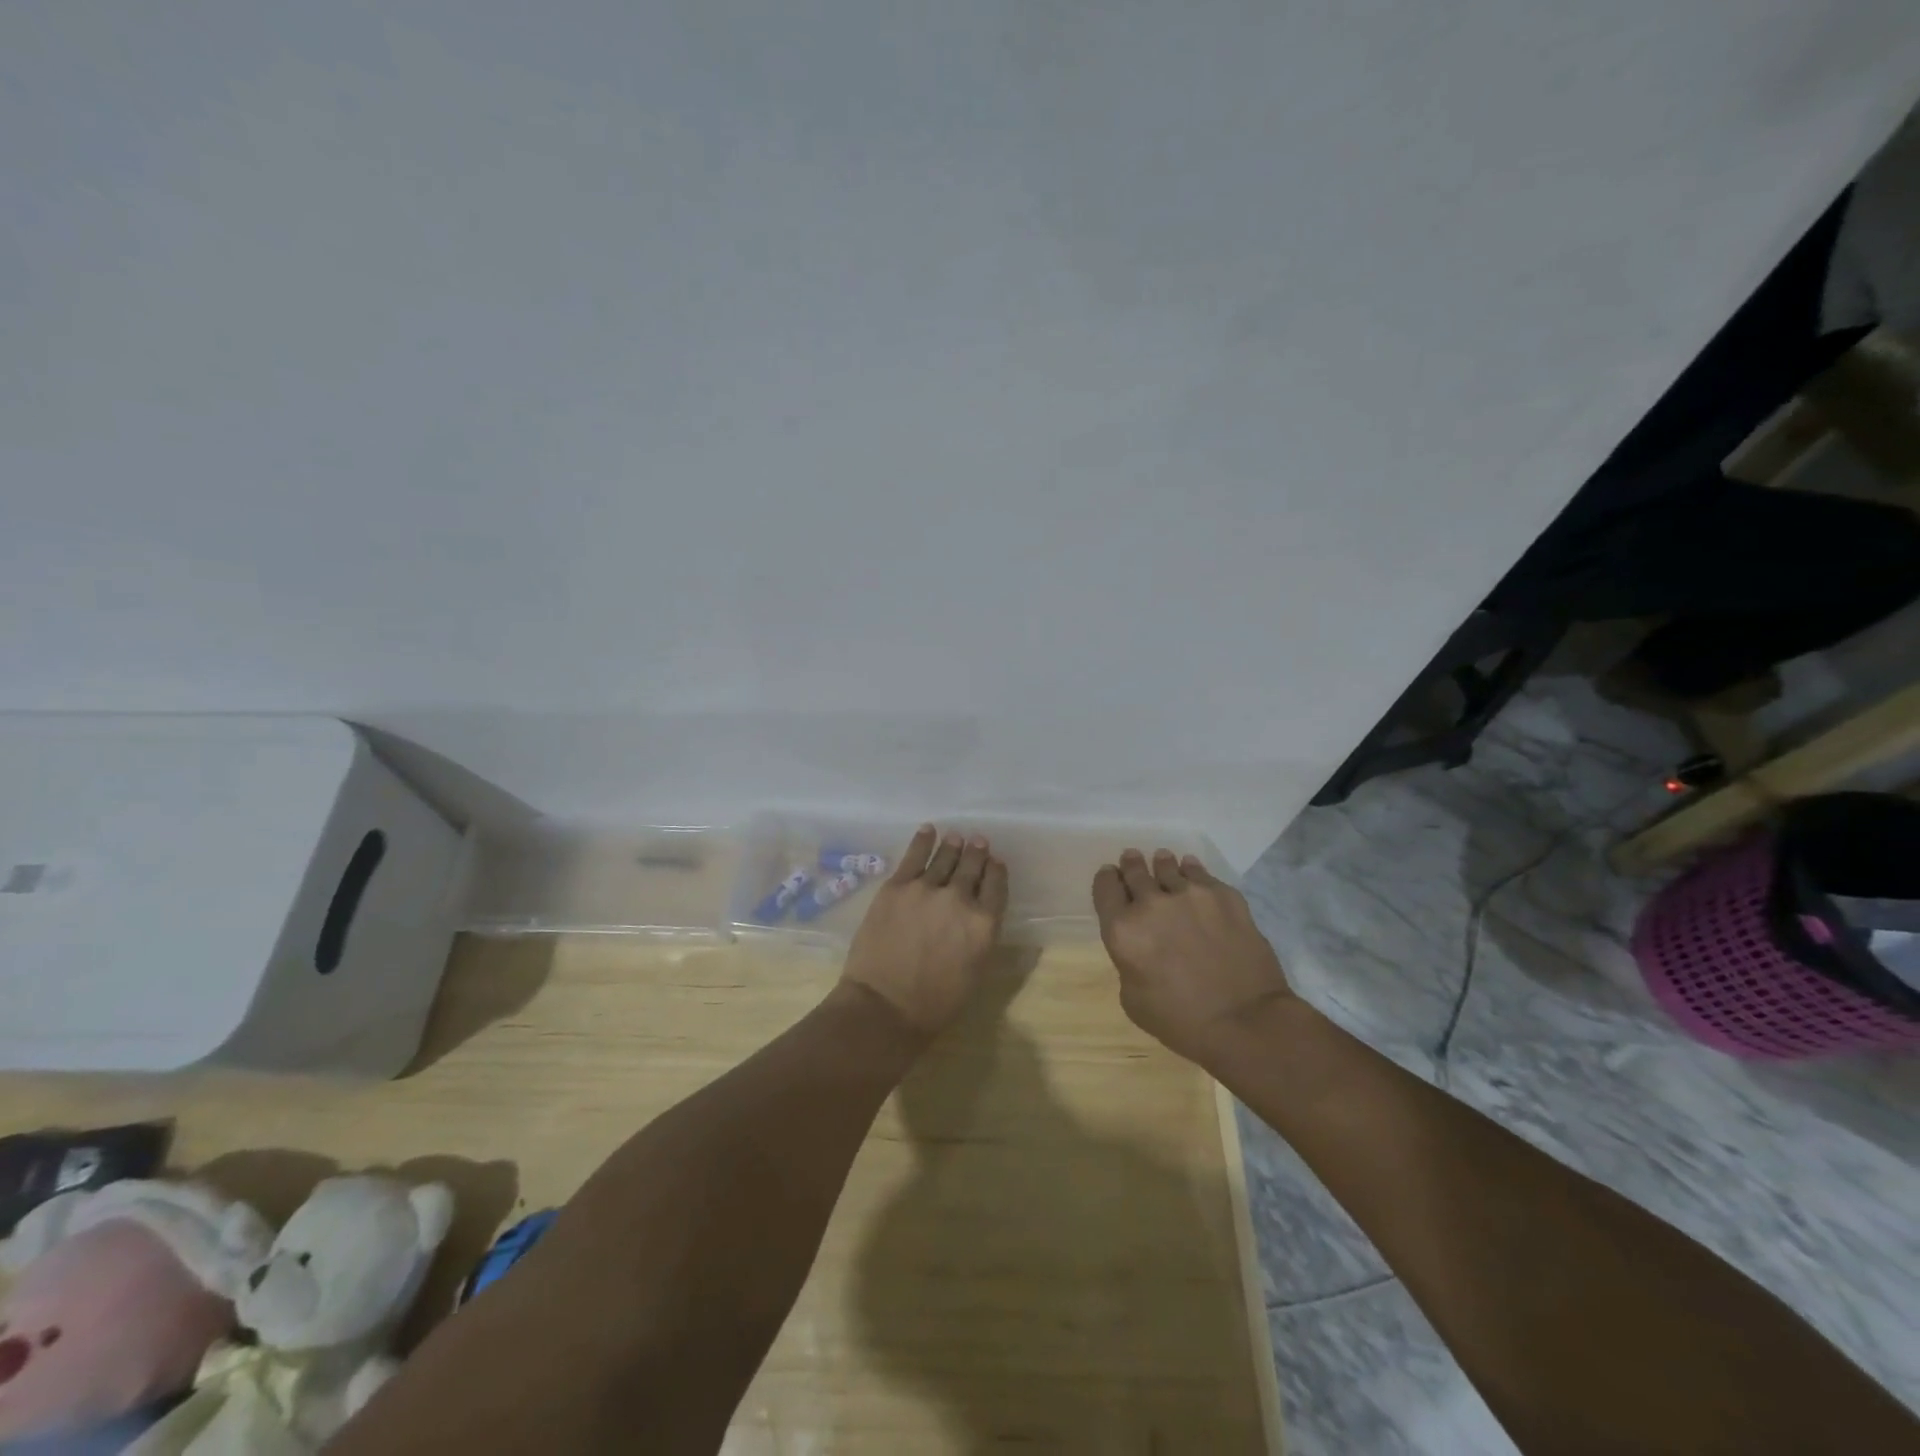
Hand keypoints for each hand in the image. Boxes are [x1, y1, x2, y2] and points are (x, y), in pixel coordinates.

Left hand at [839, 826, 1008, 1040]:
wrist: (884, 1006)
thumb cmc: (935, 1003)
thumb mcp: (975, 972)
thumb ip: (982, 937)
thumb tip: (984, 916)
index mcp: (984, 923)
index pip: (996, 886)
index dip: (996, 871)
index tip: (995, 862)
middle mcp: (960, 898)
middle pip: (972, 866)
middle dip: (977, 852)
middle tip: (978, 841)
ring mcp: (926, 888)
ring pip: (945, 857)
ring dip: (953, 845)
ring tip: (956, 837)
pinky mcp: (896, 886)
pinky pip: (914, 855)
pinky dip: (923, 840)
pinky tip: (928, 830)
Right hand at [1092, 848, 1293, 1066]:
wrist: (1246, 1022)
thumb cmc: (1181, 1021)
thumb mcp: (1133, 999)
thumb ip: (1128, 962)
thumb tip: (1140, 946)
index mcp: (1123, 930)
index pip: (1105, 888)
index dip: (1107, 881)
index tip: (1111, 878)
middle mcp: (1152, 903)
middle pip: (1134, 870)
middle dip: (1131, 865)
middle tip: (1132, 859)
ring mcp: (1190, 895)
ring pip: (1168, 865)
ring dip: (1161, 864)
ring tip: (1163, 860)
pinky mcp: (1224, 895)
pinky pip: (1200, 873)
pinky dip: (1192, 870)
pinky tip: (1192, 870)